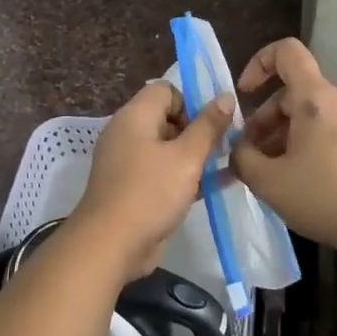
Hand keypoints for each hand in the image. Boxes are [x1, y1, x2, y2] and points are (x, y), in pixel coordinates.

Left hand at [73, 82, 233, 278]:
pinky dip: (181, 177)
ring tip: (223, 168)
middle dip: (197, 131)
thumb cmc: (150, 192)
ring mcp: (126, 162)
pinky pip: (160, 172)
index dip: (191, 103)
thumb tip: (226, 96)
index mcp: (134, 116)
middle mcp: (127, 133)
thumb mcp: (187, 157)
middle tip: (221, 149)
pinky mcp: (130, 188)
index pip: (166, 91)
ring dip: (193, 156)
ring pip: (166, 148)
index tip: (212, 126)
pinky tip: (210, 189)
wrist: (110, 244)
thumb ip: (208, 126)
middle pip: (167, 118)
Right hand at [232, 38, 336, 252]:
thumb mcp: (268, 181)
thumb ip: (241, 158)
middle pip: (293, 92)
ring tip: (269, 172)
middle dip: (264, 119)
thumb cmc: (323, 196)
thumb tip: (237, 149)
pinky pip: (327, 129)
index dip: (258, 63)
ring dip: (282, 135)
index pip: (286, 52)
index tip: (244, 94)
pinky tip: (296, 178)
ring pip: (309, 114)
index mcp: (315, 97)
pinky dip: (305, 143)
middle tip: (250, 155)